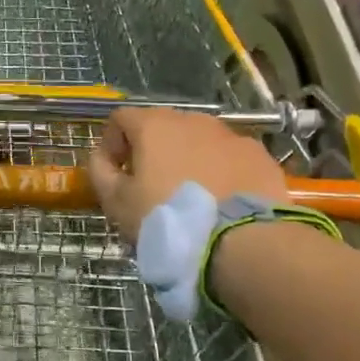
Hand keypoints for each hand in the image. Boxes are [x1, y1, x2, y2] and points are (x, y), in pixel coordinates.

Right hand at [88, 107, 284, 242]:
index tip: (115, 173)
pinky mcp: (258, 155)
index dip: (112, 143)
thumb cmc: (167, 219)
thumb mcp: (117, 202)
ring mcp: (230, 135)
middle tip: (151, 187)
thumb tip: (100, 157)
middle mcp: (192, 120)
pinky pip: (230, 158)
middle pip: (162, 127)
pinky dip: (221, 171)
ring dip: (188, 160)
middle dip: (152, 151)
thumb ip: (101, 172)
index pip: (121, 118)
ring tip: (190, 197)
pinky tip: (222, 201)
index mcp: (153, 125)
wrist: (241, 242)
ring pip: (199, 141)